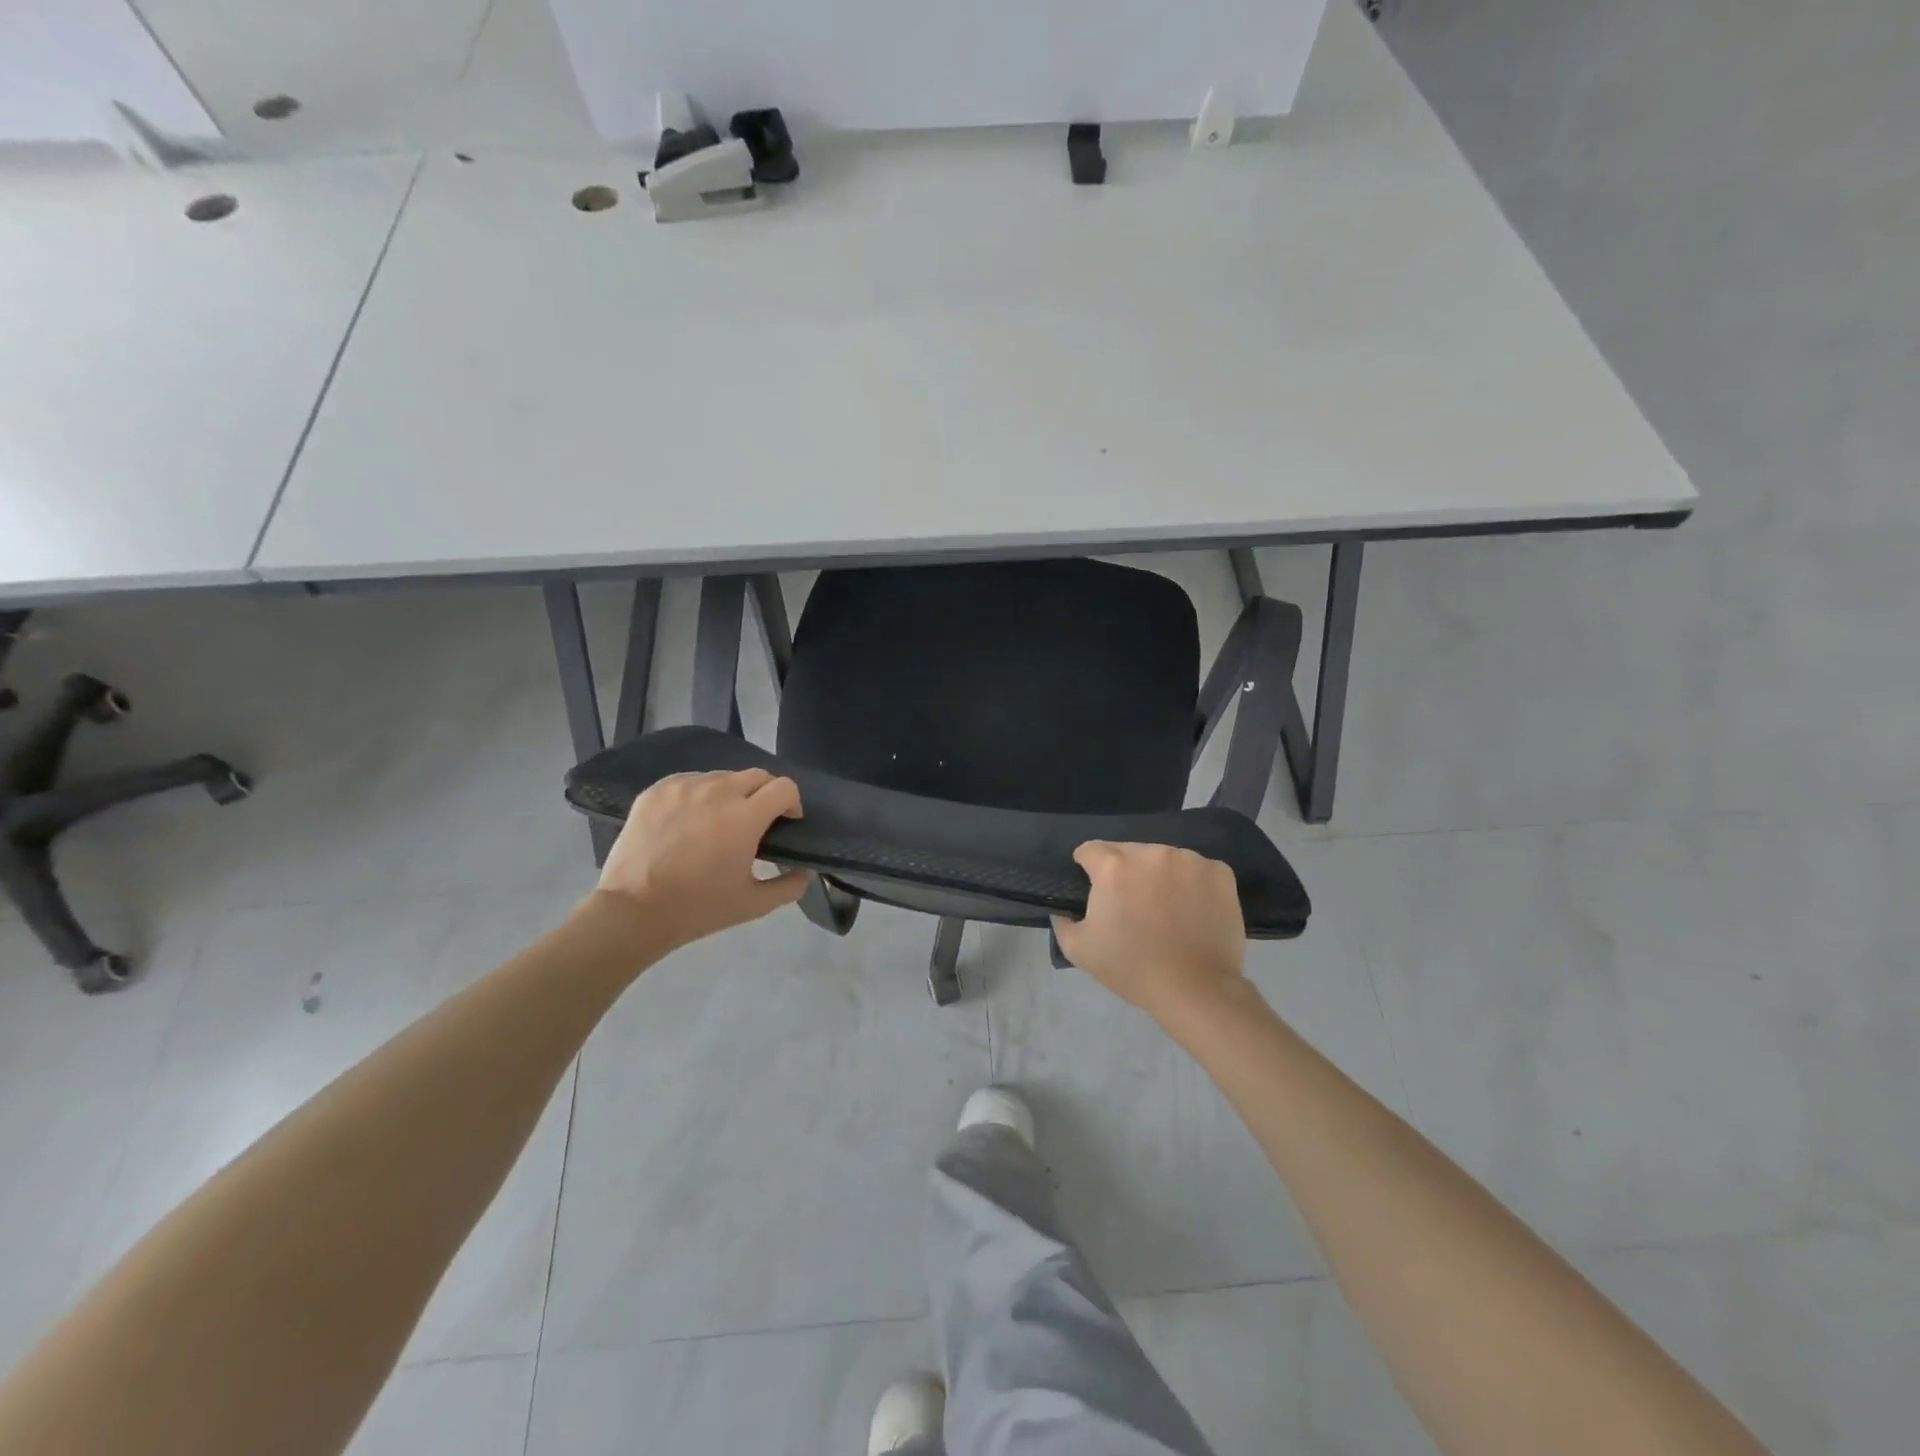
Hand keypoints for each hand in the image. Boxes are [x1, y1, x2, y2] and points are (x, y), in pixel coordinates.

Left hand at [593, 769, 808, 949]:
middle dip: (766, 794)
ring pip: (722, 777)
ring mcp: (683, 787)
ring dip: (732, 793)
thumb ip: (789, 887)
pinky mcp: (656, 790)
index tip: (786, 822)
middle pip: (756, 775)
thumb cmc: (697, 908)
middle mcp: (717, 791)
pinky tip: (691, 819)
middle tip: (757, 822)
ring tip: (720, 820)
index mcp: (745, 817)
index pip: (784, 787)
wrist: (632, 912)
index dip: (792, 802)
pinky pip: (690, 781)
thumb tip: (804, 872)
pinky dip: (700, 794)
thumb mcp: (753, 905)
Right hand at [1052, 841, 1247, 1021]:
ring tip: (1165, 908)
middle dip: (1124, 871)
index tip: (1094, 889)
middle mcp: (1151, 853)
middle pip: (1128, 851)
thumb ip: (1062, 921)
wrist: (1195, 989)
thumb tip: (1063, 908)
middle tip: (1131, 905)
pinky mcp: (1219, 872)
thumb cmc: (1133, 968)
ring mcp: (1189, 860)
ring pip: (1163, 858)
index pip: (1090, 850)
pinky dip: (1191, 883)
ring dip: (1158, 875)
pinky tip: (1193, 908)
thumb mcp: (1079, 950)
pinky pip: (1197, 869)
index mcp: (1114, 867)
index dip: (1087, 868)